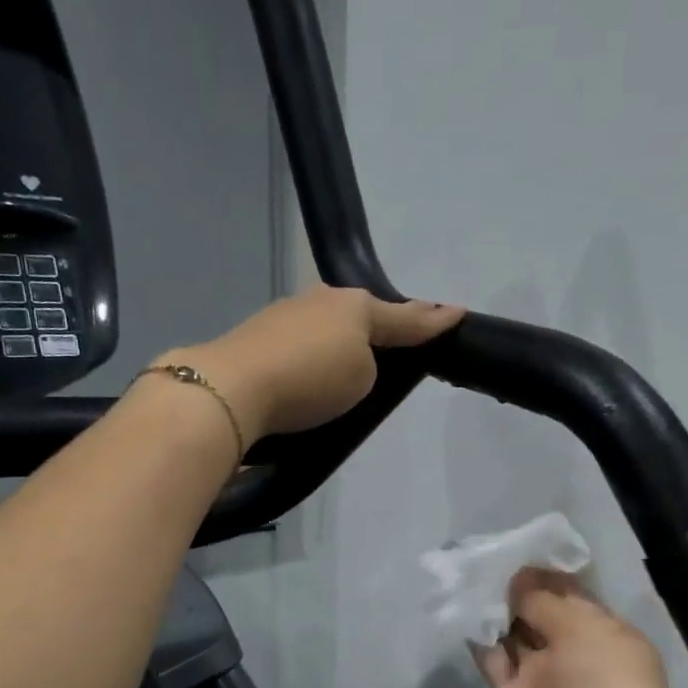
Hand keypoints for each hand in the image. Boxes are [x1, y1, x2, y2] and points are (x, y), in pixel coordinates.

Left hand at [163, 285, 463, 442]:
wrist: (232, 388)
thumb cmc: (311, 379)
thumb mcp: (363, 378)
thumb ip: (371, 366)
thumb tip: (348, 361)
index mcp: (355, 305)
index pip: (405, 316)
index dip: (432, 320)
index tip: (456, 313)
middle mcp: (321, 300)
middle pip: (361, 314)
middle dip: (378, 328)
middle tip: (392, 347)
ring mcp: (285, 313)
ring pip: (327, 326)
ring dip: (339, 343)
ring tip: (344, 372)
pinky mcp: (257, 336)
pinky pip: (300, 344)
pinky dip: (310, 358)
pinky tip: (305, 376)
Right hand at [474, 569, 687, 687]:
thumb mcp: (588, 632)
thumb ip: (546, 601)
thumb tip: (517, 578)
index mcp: (605, 632)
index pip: (571, 593)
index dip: (542, 572)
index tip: (510, 546)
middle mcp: (574, 651)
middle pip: (539, 610)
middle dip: (514, 587)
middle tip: (479, 556)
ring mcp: (542, 676)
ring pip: (513, 633)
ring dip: (493, 608)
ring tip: (465, 576)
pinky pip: (493, 660)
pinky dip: (479, 638)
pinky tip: (462, 610)